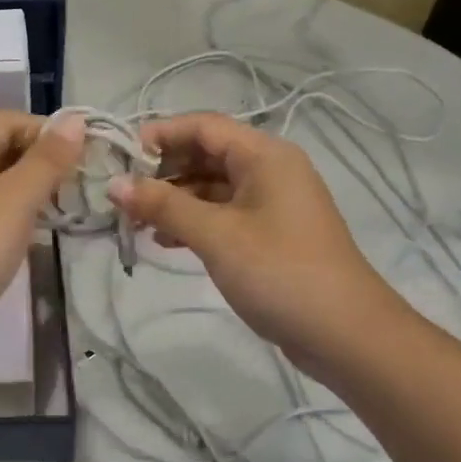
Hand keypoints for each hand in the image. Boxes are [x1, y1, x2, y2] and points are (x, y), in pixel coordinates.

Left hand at [0, 111, 83, 365]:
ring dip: (26, 192)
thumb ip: (45, 162)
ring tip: (58, 215)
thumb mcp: (13, 203)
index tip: (79, 159)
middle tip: (74, 189)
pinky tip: (23, 243)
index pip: (7, 119)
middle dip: (39, 161)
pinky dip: (8, 220)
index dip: (45, 131)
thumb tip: (74, 119)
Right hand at [107, 113, 398, 373]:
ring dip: (173, 200)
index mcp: (265, 156)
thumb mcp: (216, 235)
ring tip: (135, 221)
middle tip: (122, 195)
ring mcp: (270, 204)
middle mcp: (269, 171)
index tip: (120, 156)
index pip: (204, 126)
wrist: (345, 334)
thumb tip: (114, 184)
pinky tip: (165, 241)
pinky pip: (222, 214)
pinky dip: (193, 222)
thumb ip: (164, 205)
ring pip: (211, 187)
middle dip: (163, 171)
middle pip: (206, 155)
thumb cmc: (280, 272)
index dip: (160, 135)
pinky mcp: (268, 235)